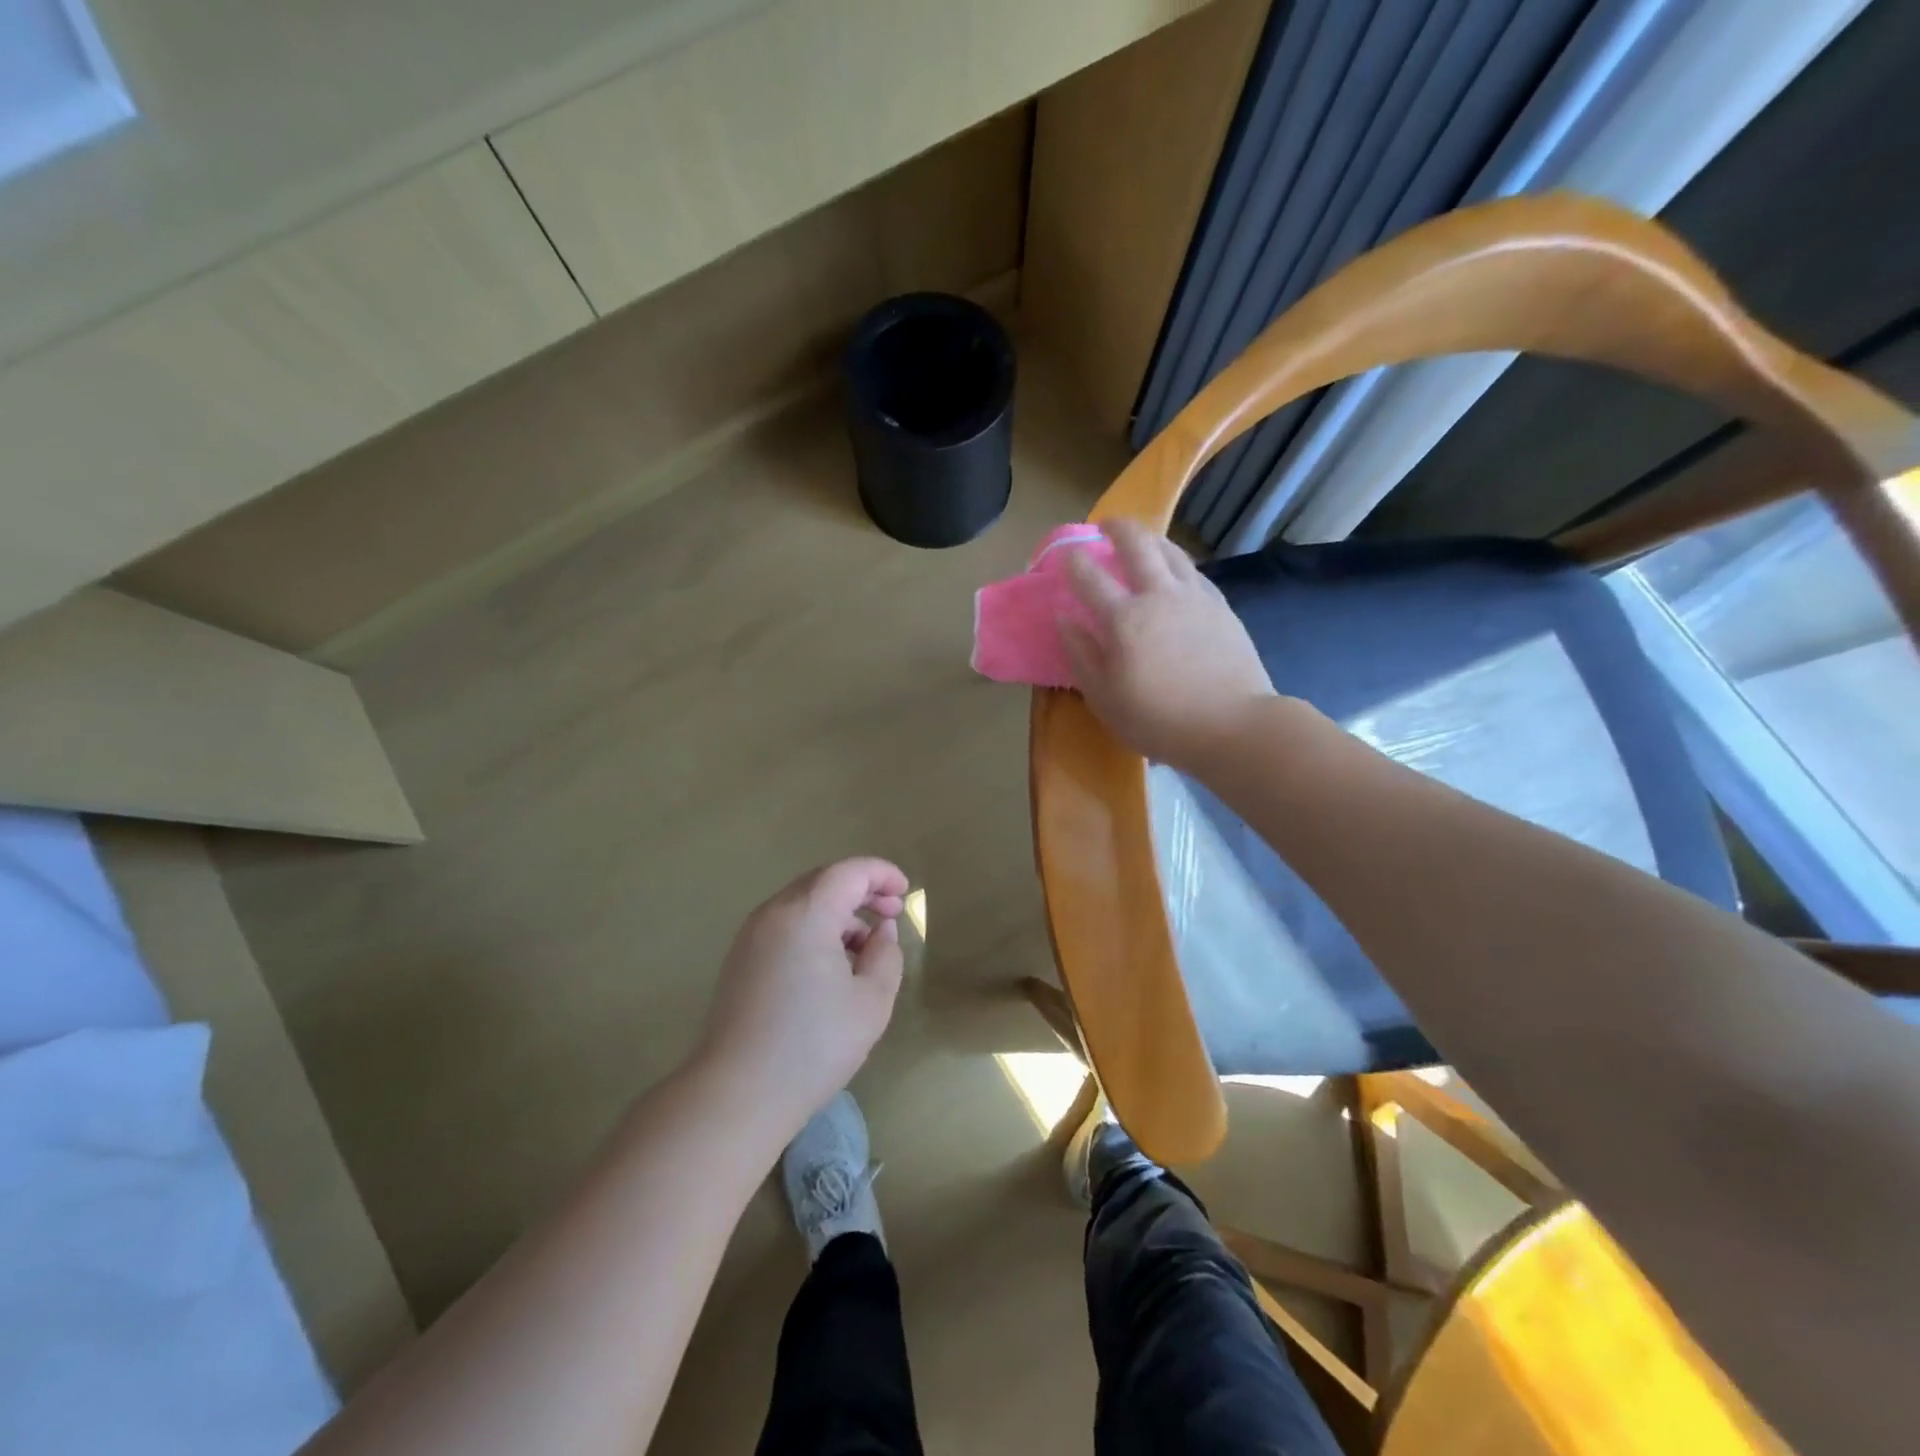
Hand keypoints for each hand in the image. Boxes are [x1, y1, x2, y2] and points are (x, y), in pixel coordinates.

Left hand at [697, 858, 907, 1132]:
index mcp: (806, 913)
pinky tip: (831, 966)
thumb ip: (886, 955)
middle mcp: (774, 913)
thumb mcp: (871, 1001)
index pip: (849, 872)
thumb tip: (882, 930)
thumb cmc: (813, 1045)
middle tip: (891, 914)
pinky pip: (785, 925)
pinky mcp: (741, 960)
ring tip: (865, 948)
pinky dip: (815, 929)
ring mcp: (751, 936)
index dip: (882, 874)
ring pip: (803, 903)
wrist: (737, 1094)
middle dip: (862, 890)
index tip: (906, 893)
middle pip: (823, 881)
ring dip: (838, 912)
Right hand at [1057, 519, 1278, 772]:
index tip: (1064, 557)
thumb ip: (1081, 654)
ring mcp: (1194, 597)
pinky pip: (1193, 570)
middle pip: (1136, 544)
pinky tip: (1174, 571)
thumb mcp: (1103, 697)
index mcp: (1123, 618)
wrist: (1232, 724)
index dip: (1072, 561)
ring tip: (1141, 539)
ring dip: (1150, 538)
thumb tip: (1064, 618)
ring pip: (1170, 550)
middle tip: (1105, 526)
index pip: (1088, 576)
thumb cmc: (1158, 719)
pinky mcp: (1220, 606)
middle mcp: (1158, 595)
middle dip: (1116, 528)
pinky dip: (1176, 561)